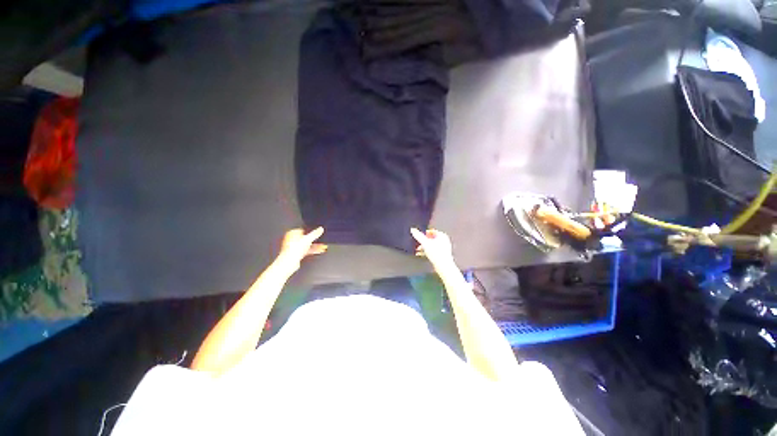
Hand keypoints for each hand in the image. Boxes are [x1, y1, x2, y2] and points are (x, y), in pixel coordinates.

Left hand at [275, 227, 326, 272]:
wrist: (289, 262)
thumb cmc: (294, 249)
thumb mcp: (308, 239)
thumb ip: (315, 233)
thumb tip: (321, 229)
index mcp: (292, 233)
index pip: (302, 229)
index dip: (310, 231)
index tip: (316, 232)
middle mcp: (292, 239)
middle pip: (305, 238)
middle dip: (314, 239)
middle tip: (321, 239)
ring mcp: (294, 247)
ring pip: (307, 245)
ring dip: (315, 245)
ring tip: (323, 246)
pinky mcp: (296, 254)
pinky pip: (307, 250)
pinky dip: (313, 250)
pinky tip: (319, 250)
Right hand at [411, 228, 454, 268]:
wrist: (443, 266)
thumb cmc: (436, 253)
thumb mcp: (425, 243)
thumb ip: (418, 236)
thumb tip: (412, 229)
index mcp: (442, 235)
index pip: (431, 231)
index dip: (424, 233)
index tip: (419, 236)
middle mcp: (444, 240)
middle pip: (431, 238)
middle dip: (423, 241)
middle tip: (417, 243)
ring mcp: (444, 248)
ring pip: (432, 245)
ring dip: (424, 247)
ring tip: (417, 250)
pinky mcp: (442, 255)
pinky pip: (433, 251)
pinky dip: (427, 252)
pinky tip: (421, 255)